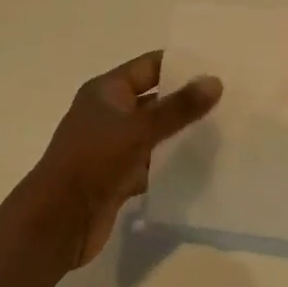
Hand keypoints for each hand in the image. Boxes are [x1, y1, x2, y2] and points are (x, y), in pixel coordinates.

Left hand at [29, 51, 222, 267]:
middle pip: (154, 100)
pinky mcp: (118, 177)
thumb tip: (214, 81)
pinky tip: (202, 168)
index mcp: (106, 91)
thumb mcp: (139, 129)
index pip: (149, 66)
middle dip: (186, 102)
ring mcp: (112, 147)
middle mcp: (108, 114)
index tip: (217, 68)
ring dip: (181, 135)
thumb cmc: (94, 161)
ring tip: (223, 133)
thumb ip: (178, 107)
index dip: (181, 65)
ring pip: (154, 134)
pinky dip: (171, 166)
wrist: (58, 221)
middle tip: (229, 102)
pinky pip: (151, 164)